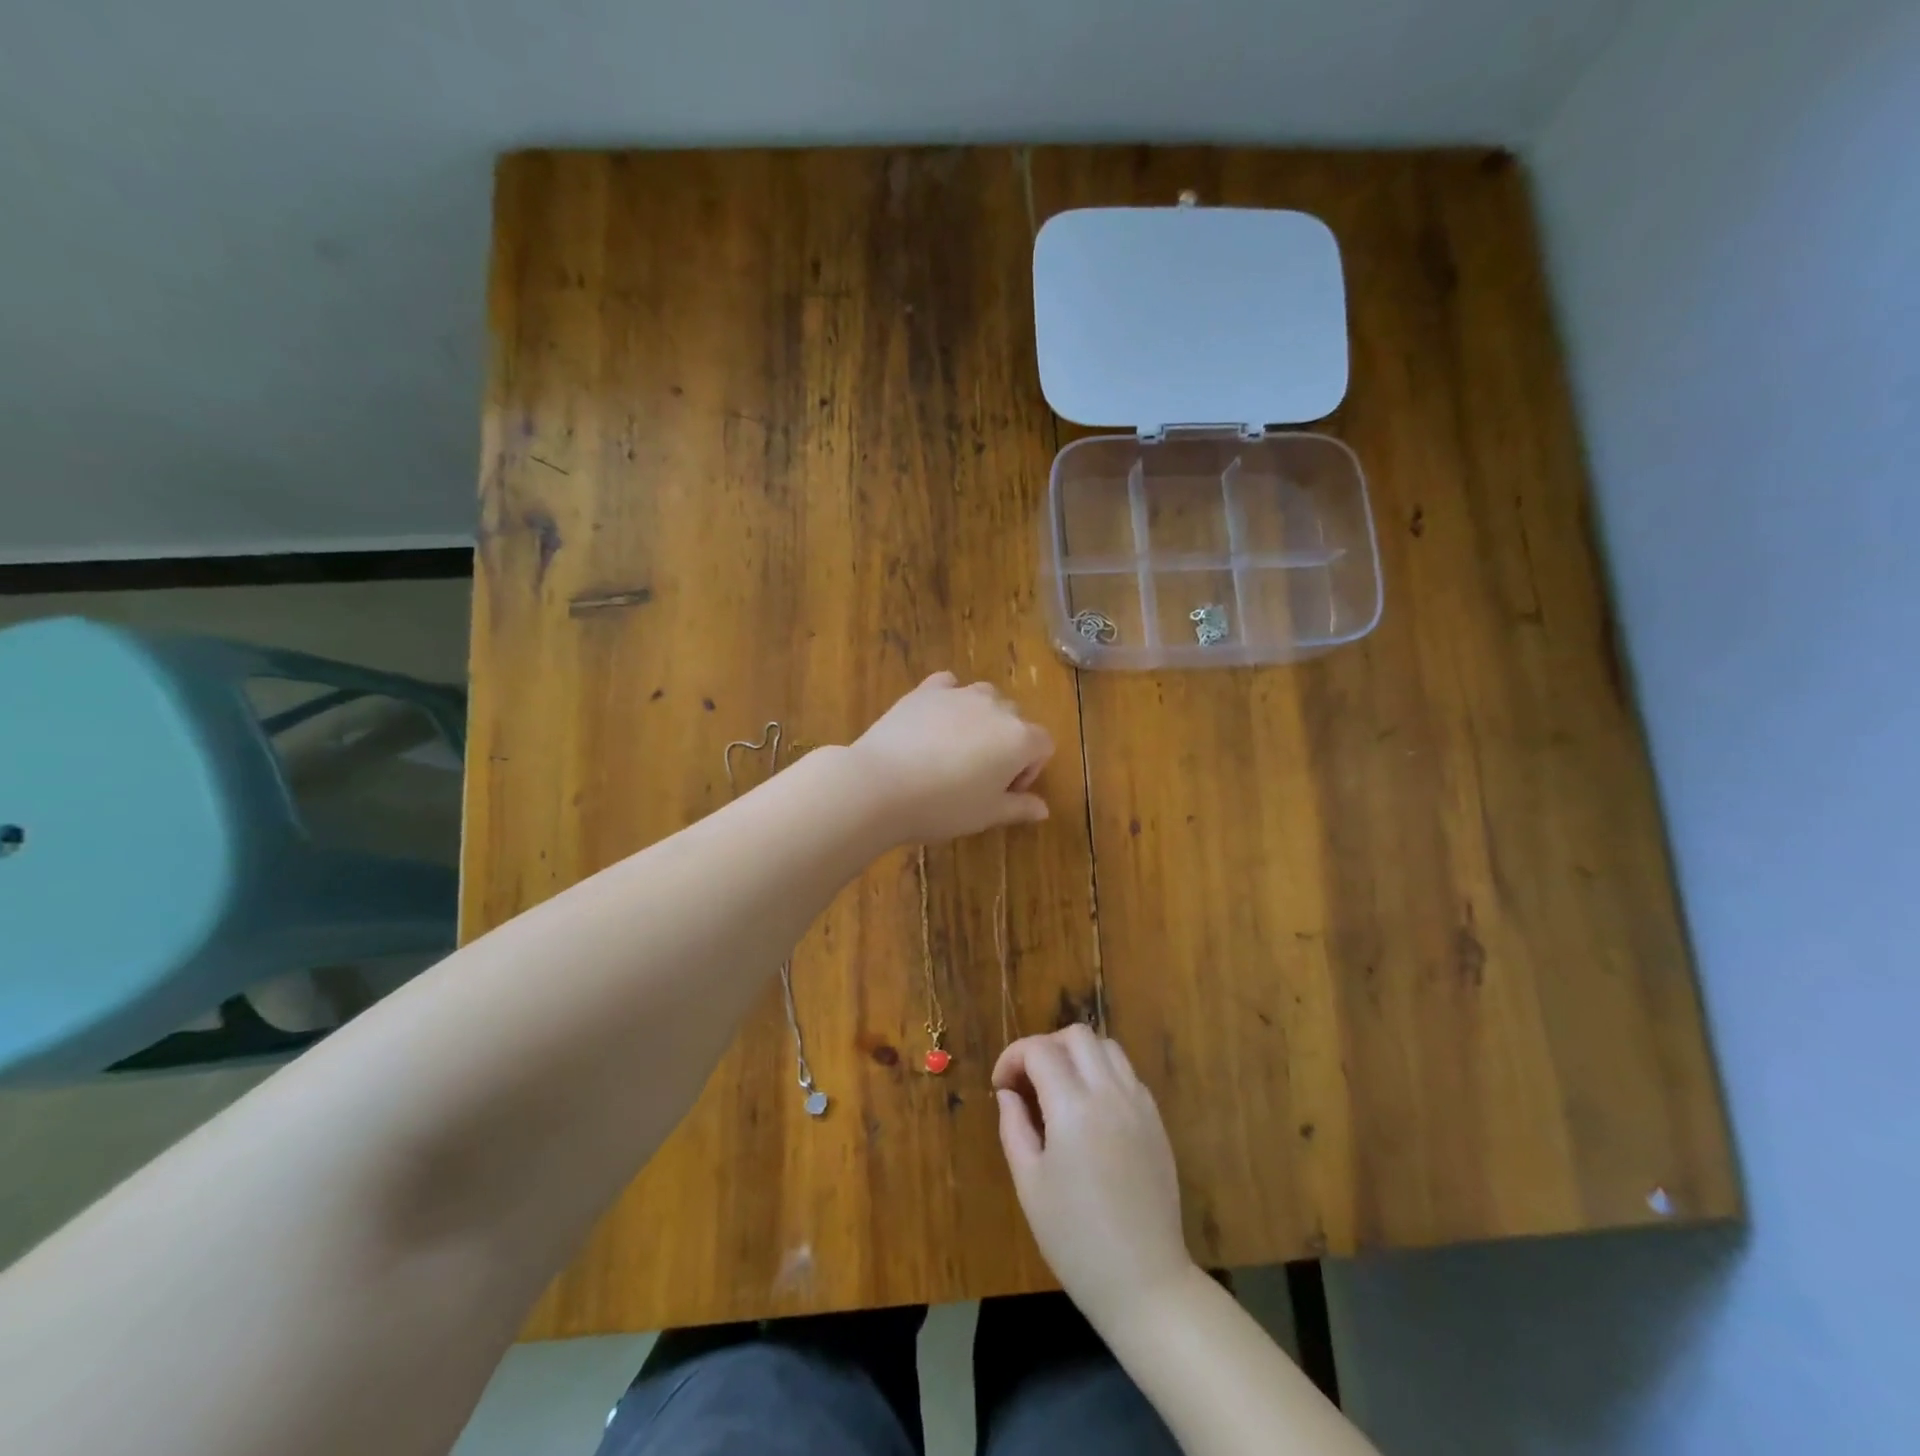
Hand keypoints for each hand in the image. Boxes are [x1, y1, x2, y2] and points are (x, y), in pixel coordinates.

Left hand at [848, 672, 1053, 843]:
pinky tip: (934, 722)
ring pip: (985, 698)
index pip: (1043, 746)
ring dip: (981, 719)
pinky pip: (948, 685)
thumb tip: (1043, 809)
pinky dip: (949, 698)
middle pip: (1015, 720)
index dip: (1029, 771)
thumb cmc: (943, 806)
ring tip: (956, 749)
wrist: (881, 785)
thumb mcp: (986, 815)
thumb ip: (1019, 808)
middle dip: (1006, 745)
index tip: (1004, 792)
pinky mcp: (926, 690)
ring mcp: (959, 693)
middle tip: (980, 776)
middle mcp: (996, 708)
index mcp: (1020, 738)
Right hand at [993, 1025, 1195, 1329]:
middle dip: (1045, 1047)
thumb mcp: (1029, 1184)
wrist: (1144, 1281)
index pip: (1039, 1050)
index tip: (1001, 1086)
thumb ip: (1014, 1127)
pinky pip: (1127, 1073)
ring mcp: (1138, 1104)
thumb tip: (1008, 1093)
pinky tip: (1090, 1109)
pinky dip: (1102, 1074)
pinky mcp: (1155, 1120)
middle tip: (1028, 1081)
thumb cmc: (1075, 1238)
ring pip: (1106, 1047)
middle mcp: (1110, 1093)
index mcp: (1073, 1108)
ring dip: (1077, 1055)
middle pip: (1076, 1035)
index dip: (1012, 1058)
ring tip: (1059, 1089)